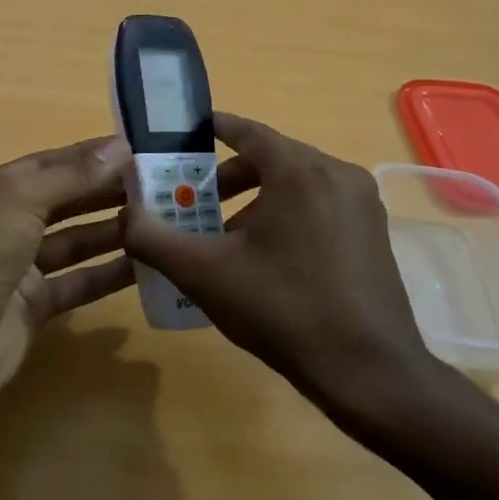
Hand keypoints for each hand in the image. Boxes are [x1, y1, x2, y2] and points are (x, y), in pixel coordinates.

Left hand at [0, 136, 134, 410]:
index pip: (45, 165)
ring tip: (161, 219)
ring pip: (73, 243)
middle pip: (62, 202)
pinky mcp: (34, 308)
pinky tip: (146, 264)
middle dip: (104, 191)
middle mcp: (1, 227)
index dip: (87, 156)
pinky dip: (108, 274)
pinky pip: (78, 283)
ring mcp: (17, 270)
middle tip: (158, 183)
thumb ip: (70, 177)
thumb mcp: (17, 202)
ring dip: (111, 231)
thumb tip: (120, 148)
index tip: (135, 149)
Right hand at [122, 113, 440, 421]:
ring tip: (226, 237)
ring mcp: (362, 204)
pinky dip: (288, 215)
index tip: (186, 134)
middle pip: (273, 158)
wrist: (368, 371)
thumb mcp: (205, 274)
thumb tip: (125, 217)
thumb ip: (155, 239)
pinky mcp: (373, 233)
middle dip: (229, 176)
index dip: (213, 128)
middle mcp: (337, 174)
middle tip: (195, 202)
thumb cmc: (282, 309)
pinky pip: (320, 206)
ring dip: (258, 200)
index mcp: (300, 170)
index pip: (248, 131)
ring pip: (297, 184)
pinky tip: (267, 258)